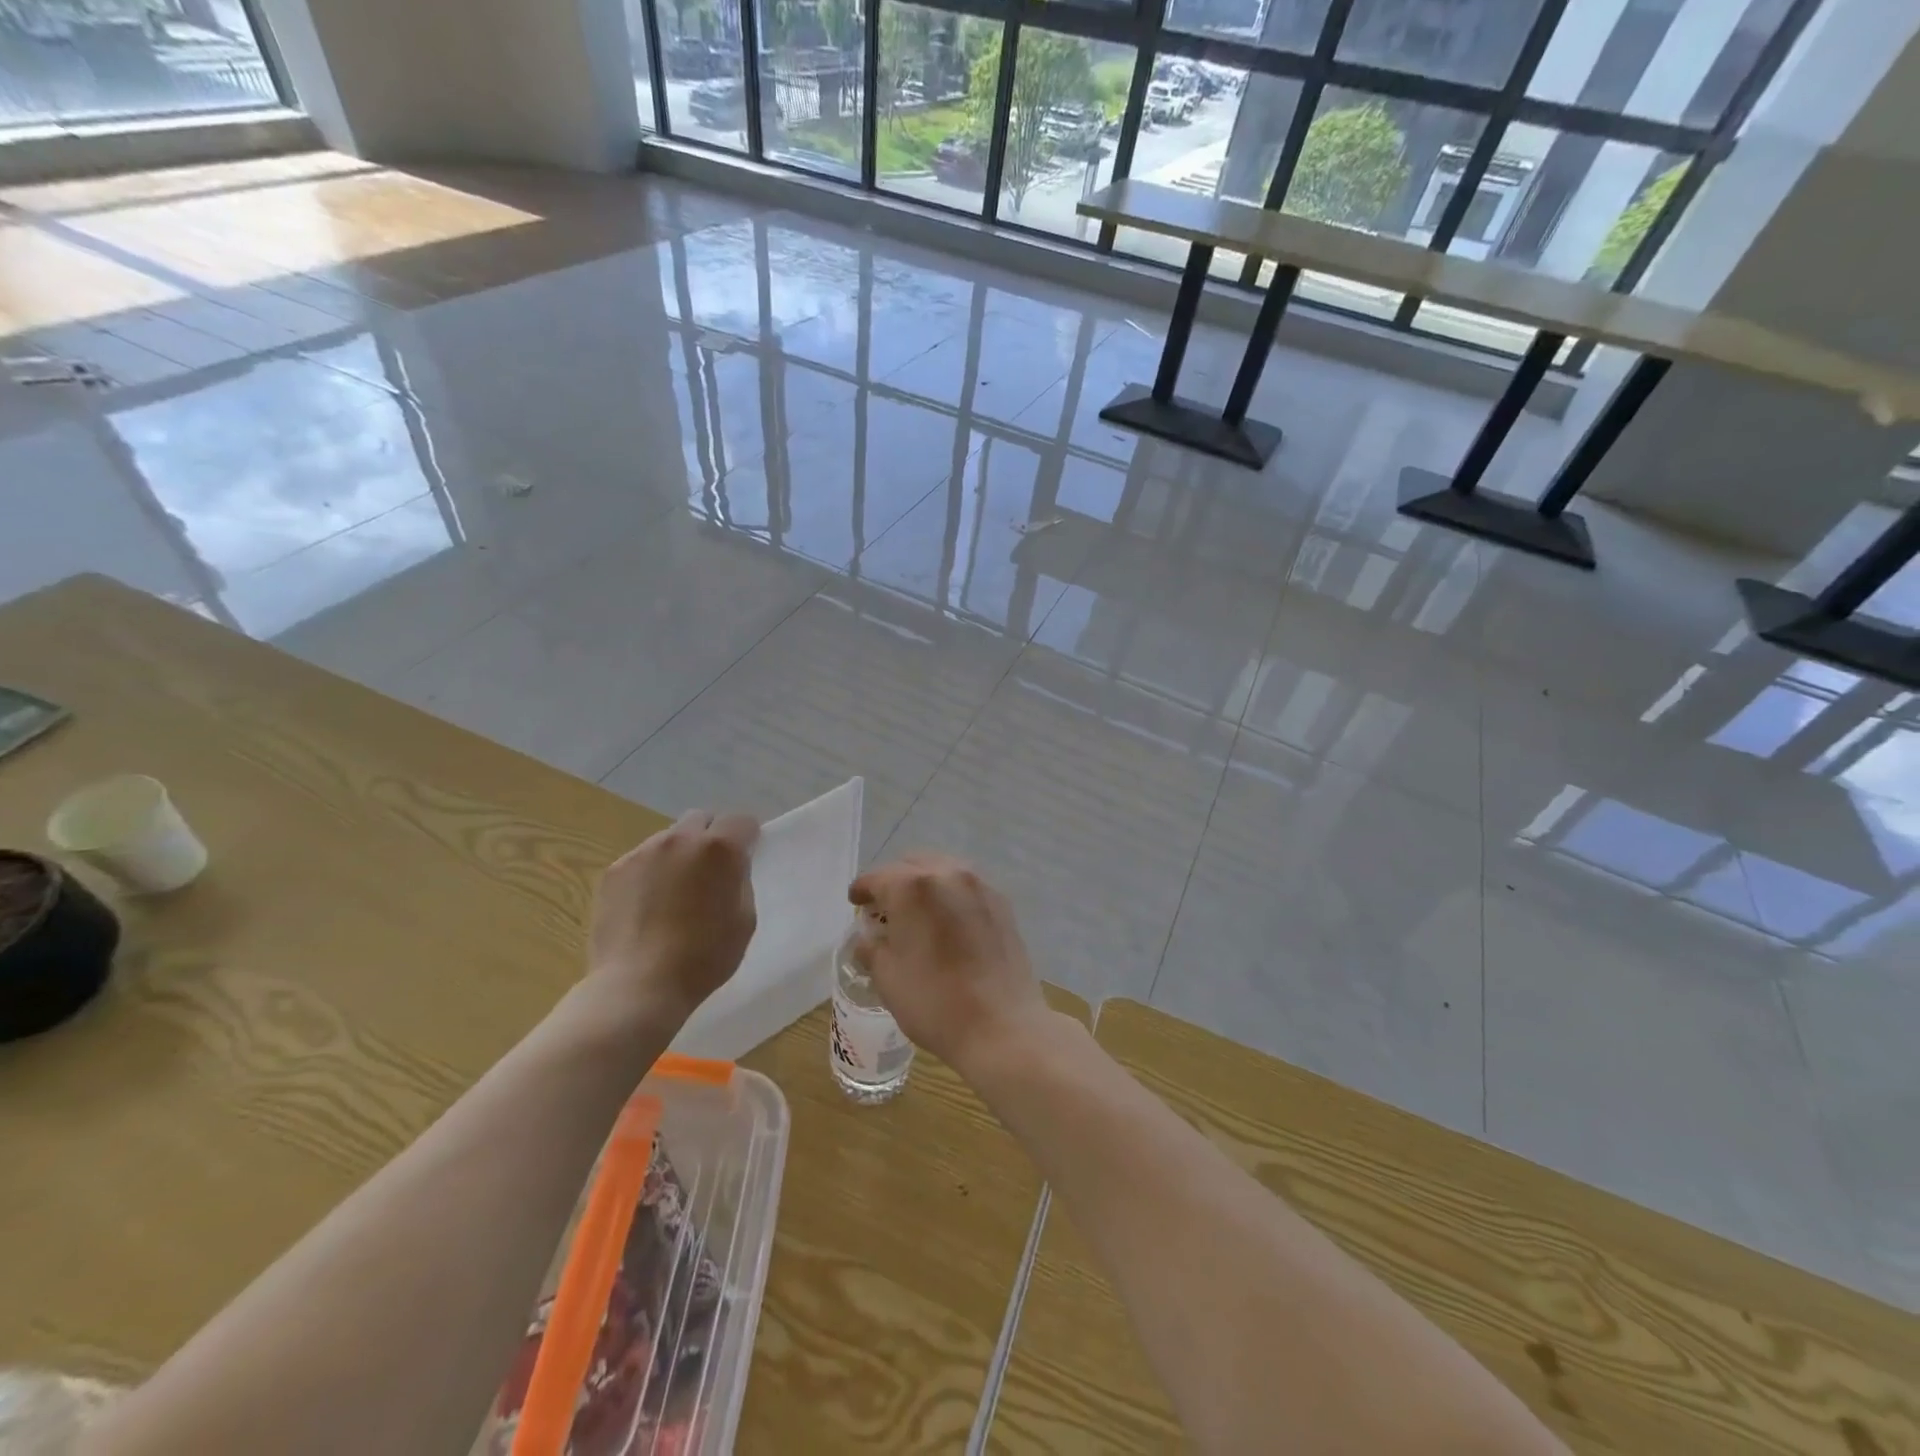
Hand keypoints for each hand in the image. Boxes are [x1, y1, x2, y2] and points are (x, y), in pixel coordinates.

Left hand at [587, 811, 758, 1025]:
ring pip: (669, 838)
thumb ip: (740, 881)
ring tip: (675, 890)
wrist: (638, 985)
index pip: (741, 820)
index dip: (747, 837)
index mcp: (720, 849)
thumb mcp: (745, 919)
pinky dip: (651, 872)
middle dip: (711, 836)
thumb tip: (730, 868)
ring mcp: (643, 852)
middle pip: (702, 819)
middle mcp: (681, 839)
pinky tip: (648, 904)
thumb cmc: (704, 957)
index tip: (746, 857)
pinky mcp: (614, 870)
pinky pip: (642, 859)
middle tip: (711, 870)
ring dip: (679, 853)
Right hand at [847, 854, 1049, 1072]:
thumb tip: (870, 938)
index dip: (861, 890)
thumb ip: (872, 948)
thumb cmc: (935, 1002)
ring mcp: (979, 886)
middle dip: (894, 882)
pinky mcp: (1001, 902)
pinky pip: (966, 886)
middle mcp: (947, 873)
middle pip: (911, 865)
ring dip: (924, 884)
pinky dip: (950, 895)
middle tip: (884, 909)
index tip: (855, 903)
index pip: (876, 877)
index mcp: (912, 887)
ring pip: (942, 870)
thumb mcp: (888, 978)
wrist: (1002, 1026)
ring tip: (917, 913)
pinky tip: (947, 921)